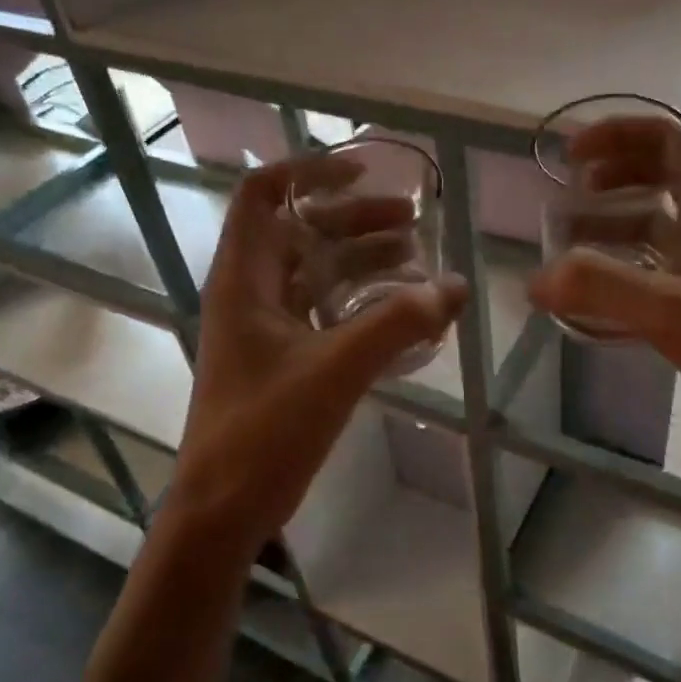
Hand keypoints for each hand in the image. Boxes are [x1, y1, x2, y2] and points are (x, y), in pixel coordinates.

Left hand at [168, 156, 466, 560]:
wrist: (224, 509)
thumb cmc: (265, 430)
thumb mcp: (335, 369)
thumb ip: (398, 323)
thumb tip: (456, 286)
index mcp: (244, 279)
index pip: (262, 195)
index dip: (308, 173)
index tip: (363, 173)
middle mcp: (251, 292)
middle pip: (301, 231)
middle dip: (355, 218)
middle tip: (411, 220)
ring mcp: (266, 326)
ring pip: (317, 272)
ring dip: (363, 259)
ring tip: (417, 259)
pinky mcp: (283, 357)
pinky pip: (325, 310)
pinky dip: (361, 300)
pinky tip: (402, 309)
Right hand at [529, 117, 680, 482]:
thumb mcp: (677, 312)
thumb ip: (603, 288)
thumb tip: (536, 279)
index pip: (672, 136)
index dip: (620, 134)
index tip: (573, 156)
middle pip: (664, 172)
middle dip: (613, 174)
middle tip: (567, 192)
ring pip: (660, 222)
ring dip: (614, 222)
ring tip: (567, 242)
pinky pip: (660, 266)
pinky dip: (624, 267)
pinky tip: (593, 293)